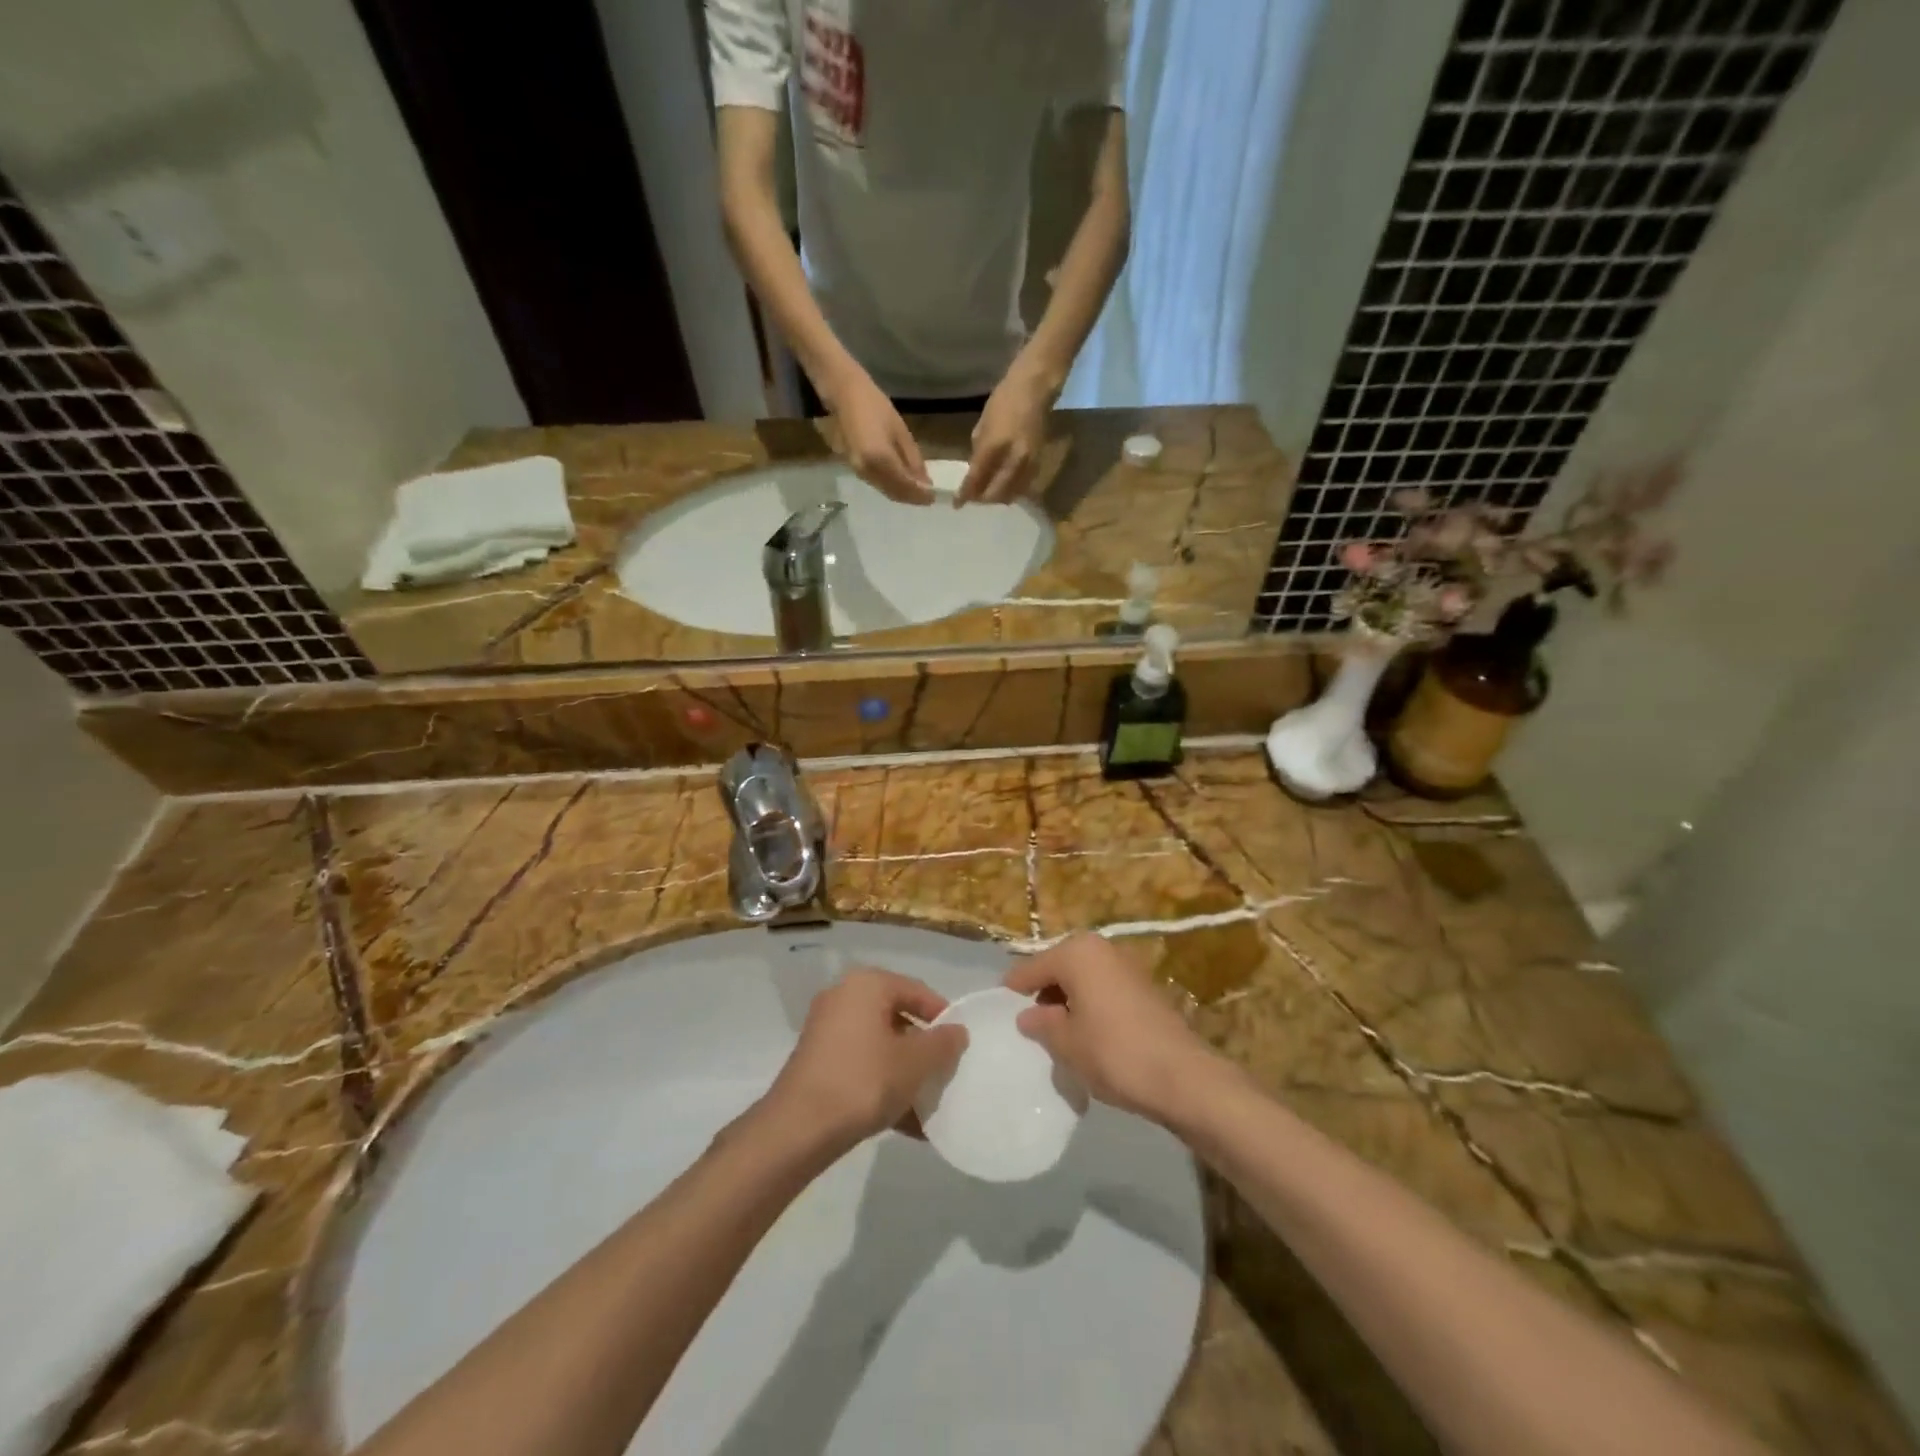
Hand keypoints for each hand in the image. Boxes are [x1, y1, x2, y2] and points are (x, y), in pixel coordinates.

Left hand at [761, 969, 966, 1151]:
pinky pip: (861, 1066)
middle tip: (944, 1075)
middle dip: (923, 1050)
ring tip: (928, 1106)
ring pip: (880, 1046)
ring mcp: (826, 1030)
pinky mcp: (817, 1062)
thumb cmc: (863, 1080)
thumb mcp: (915, 1063)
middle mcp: (844, 997)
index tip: (960, 1047)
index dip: (943, 1017)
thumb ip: (943, 1044)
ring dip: (905, 1073)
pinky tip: (906, 1123)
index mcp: (867, 985)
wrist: (797, 1129)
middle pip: (898, 1018)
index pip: (917, 991)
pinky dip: (883, 1085)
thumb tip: (957, 1031)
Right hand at [824, 370, 933, 503]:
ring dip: (902, 494)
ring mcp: (859, 471)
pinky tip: (901, 482)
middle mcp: (869, 471)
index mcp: (881, 459)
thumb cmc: (874, 405)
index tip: (934, 497)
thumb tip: (925, 482)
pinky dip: (891, 487)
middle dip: (912, 498)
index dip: (920, 495)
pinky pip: (877, 484)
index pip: (906, 486)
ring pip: (886, 491)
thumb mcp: (900, 430)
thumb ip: (913, 459)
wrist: (842, 395)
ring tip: (918, 491)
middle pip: (895, 493)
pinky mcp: (854, 469)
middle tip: (928, 497)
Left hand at [959, 360, 1055, 503]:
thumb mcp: (983, 424)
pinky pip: (1023, 487)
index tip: (957, 504)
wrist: (1035, 388)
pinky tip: (1005, 487)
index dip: (965, 494)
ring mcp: (1028, 464)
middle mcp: (1013, 460)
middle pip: (995, 493)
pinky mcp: (1039, 464)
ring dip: (998, 497)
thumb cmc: (1004, 399)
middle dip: (982, 499)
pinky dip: (1012, 491)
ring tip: (988, 494)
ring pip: (1011, 494)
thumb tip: (975, 471)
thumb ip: (979, 451)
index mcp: (994, 446)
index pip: (976, 478)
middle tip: (973, 498)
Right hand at [1006, 934, 1220, 1124]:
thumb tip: (1028, 1015)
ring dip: (1068, 1002)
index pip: (1031, 968)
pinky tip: (1088, 1036)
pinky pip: (1103, 990)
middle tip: (1030, 1028)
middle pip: (1058, 968)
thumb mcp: (1066, 1043)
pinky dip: (1090, 1006)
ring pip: (1082, 979)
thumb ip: (1041, 1024)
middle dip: (1043, 995)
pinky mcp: (1144, 986)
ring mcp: (1126, 965)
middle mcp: (1101, 948)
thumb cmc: (1114, 1053)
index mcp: (1076, 952)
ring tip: (1058, 1036)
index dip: (1013, 991)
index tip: (999, 1012)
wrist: (1183, 1077)